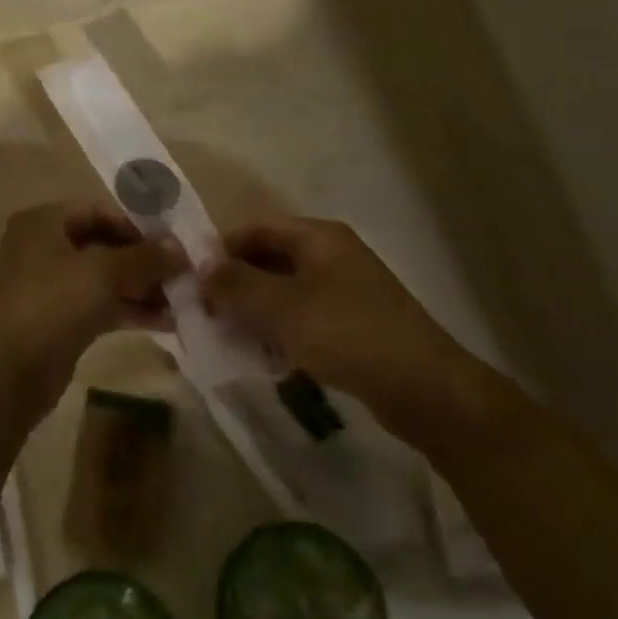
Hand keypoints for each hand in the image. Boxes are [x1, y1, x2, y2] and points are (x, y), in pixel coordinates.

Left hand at [0, 203, 185, 410]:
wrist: (9, 372)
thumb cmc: (52, 304)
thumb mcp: (103, 273)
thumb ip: (145, 258)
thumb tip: (181, 249)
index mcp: (43, 222)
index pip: (97, 211)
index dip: (136, 225)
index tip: (173, 244)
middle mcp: (43, 248)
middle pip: (103, 245)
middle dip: (144, 261)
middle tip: (183, 275)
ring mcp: (50, 286)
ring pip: (104, 278)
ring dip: (142, 288)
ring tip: (183, 301)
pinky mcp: (59, 320)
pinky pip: (100, 305)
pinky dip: (129, 310)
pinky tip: (166, 322)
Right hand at [203, 217, 510, 456]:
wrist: (426, 390)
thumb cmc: (348, 335)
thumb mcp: (282, 308)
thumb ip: (236, 284)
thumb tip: (200, 266)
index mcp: (319, 238)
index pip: (257, 228)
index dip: (222, 248)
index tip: (191, 276)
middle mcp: (332, 256)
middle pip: (270, 259)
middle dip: (236, 283)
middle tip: (204, 310)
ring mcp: (344, 291)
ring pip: (284, 291)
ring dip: (254, 310)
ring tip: (224, 335)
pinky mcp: (352, 325)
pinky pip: (302, 318)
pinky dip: (279, 331)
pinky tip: (262, 356)